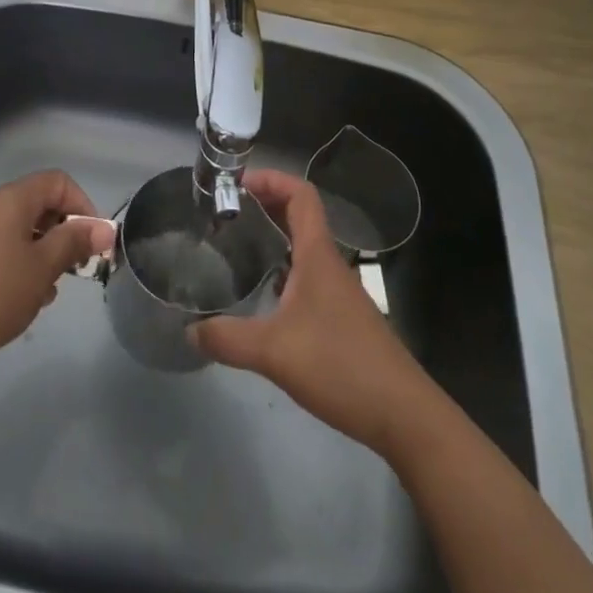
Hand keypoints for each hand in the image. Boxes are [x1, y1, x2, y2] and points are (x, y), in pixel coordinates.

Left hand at [0, 170, 114, 382]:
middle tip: (72, 272)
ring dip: (39, 254)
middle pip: (37, 205)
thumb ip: (74, 243)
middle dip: (62, 234)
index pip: (58, 182)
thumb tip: (103, 228)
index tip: (92, 244)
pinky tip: (14, 300)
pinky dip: (14, 264)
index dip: (83, 207)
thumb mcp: (41, 270)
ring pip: (17, 230)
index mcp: (11, 199)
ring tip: (43, 294)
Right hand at [191, 168, 431, 453]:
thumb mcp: (274, 352)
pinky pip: (306, 277)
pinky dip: (282, 271)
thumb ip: (228, 339)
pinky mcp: (341, 318)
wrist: (402, 414)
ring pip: (303, 249)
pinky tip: (261, 297)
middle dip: (264, 205)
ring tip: (235, 248)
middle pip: (299, 216)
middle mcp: (329, 265)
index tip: (236, 184)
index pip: (301, 194)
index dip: (271, 179)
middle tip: (225, 214)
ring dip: (273, 238)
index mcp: (318, 255)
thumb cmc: (341, 366)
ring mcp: (338, 292)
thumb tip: (189, 330)